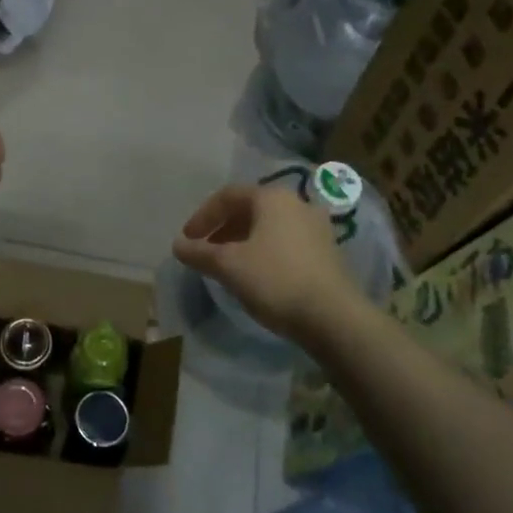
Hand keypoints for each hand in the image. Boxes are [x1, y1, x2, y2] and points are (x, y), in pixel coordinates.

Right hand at [173, 185, 363, 340]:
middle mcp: (297, 204)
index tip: (187, 240)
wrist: (334, 317)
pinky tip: (256, 275)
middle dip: (222, 229)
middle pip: (250, 209)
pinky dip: (264, 251)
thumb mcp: (228, 266)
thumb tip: (178, 245)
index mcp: (272, 198)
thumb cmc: (275, 280)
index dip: (202, 216)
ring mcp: (316, 227)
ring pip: (269, 226)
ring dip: (243, 241)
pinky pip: (286, 242)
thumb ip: (199, 253)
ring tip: (227, 265)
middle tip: (205, 252)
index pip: (227, 196)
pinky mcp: (327, 252)